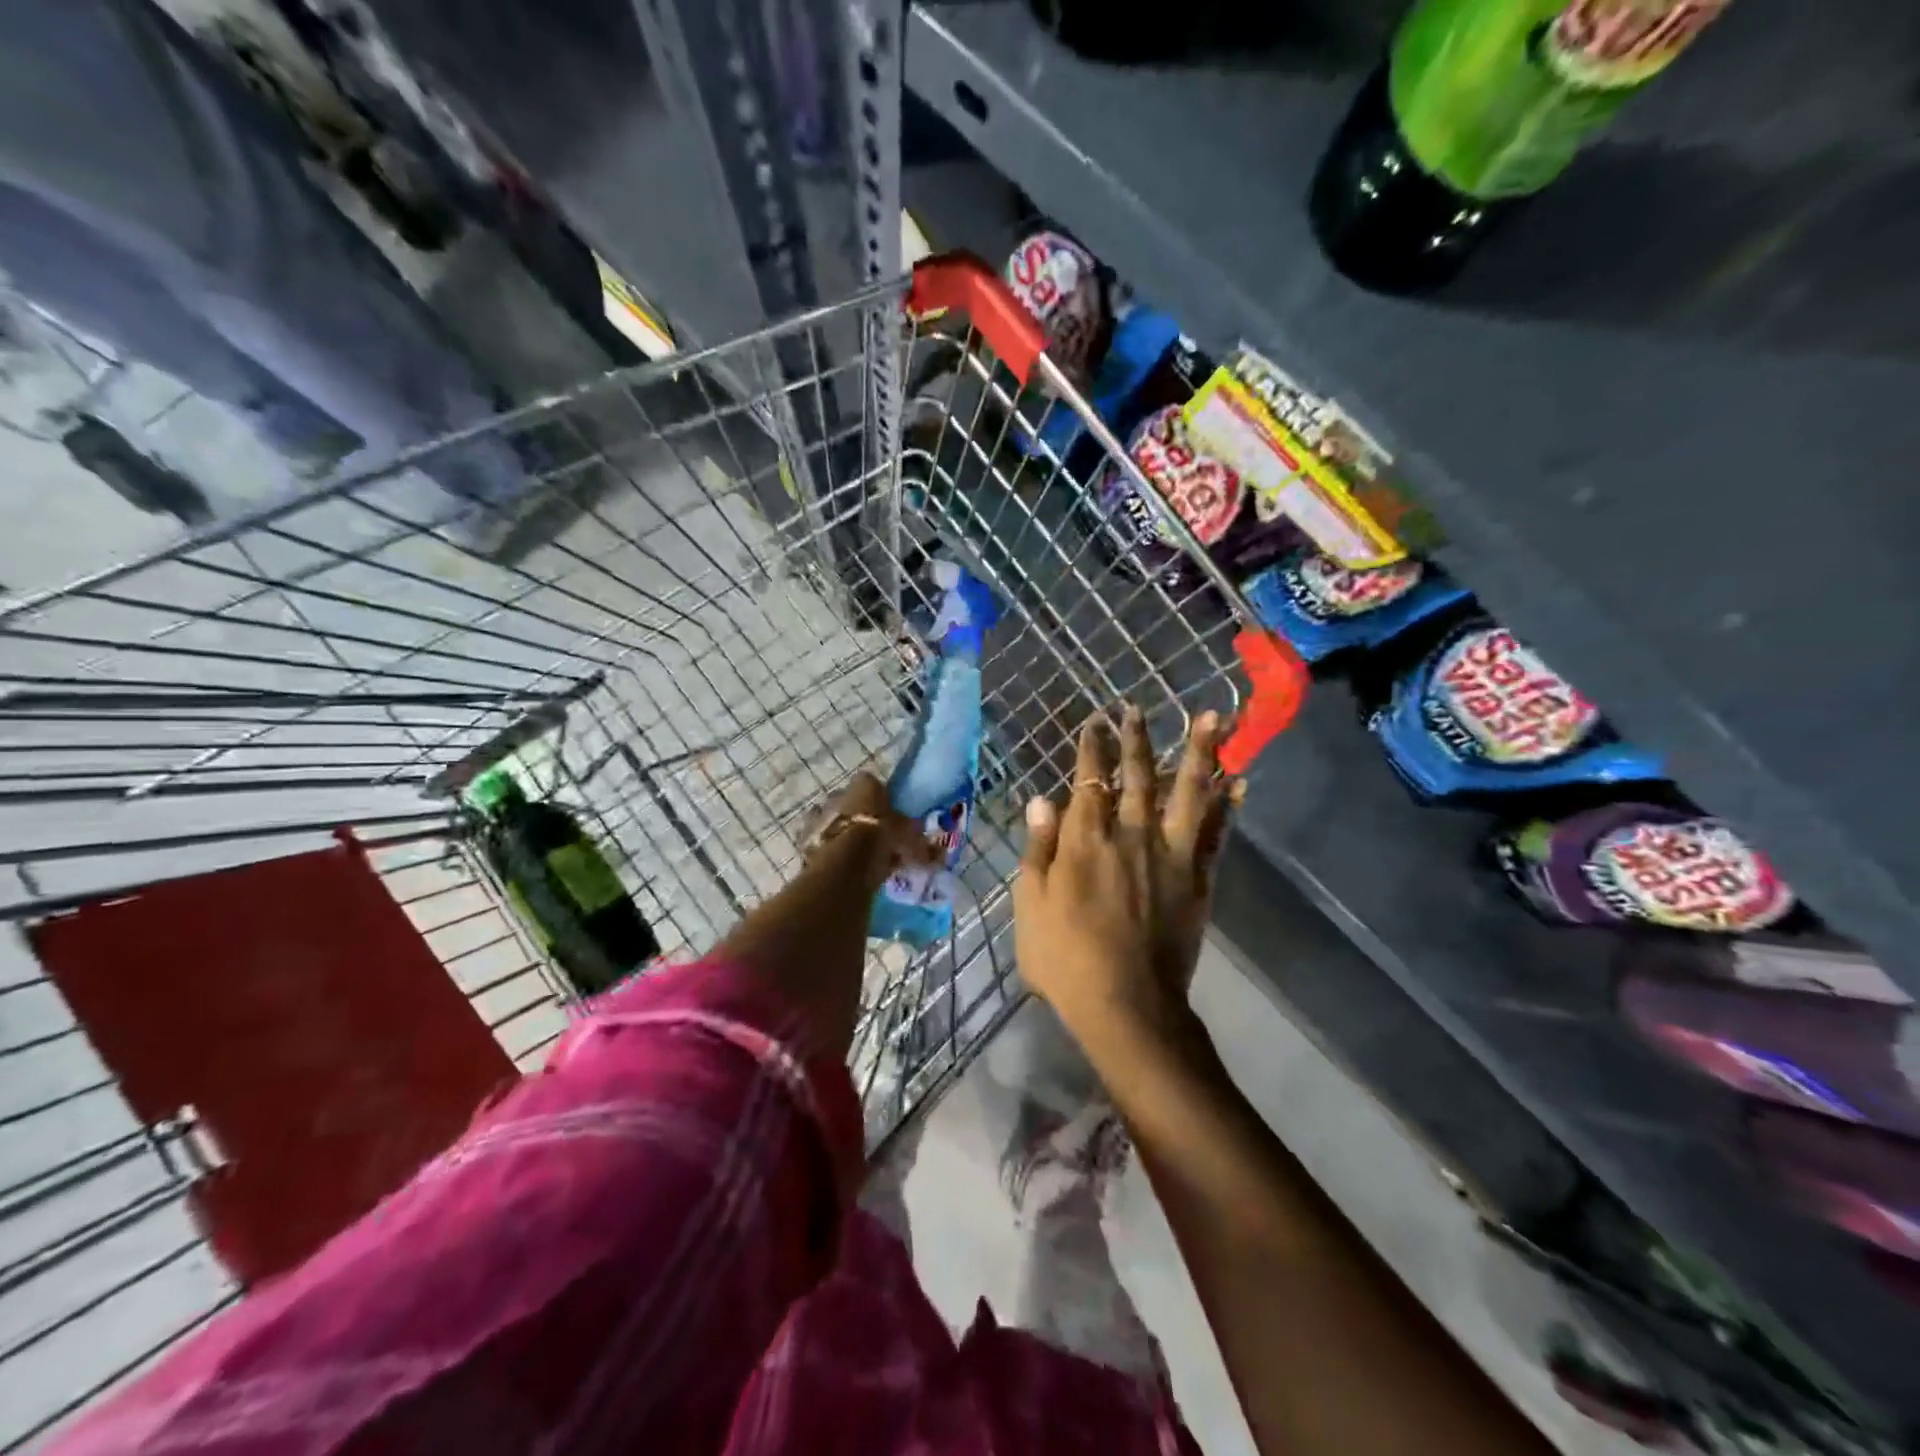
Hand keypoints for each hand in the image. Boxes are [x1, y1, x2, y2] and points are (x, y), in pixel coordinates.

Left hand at [804, 770, 940, 885]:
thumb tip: (939, 855)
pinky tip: (840, 866)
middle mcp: (839, 794)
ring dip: (841, 833)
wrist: (843, 864)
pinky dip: (828, 851)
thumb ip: (921, 845)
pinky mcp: (805, 839)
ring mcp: (819, 816)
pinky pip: (820, 842)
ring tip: (855, 855)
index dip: (879, 798)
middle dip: (858, 816)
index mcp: (864, 785)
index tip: (888, 814)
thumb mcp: (909, 841)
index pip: (871, 783)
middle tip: (872, 836)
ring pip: (832, 821)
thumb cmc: (880, 839)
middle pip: (849, 801)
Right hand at [1012, 706, 1239, 1034]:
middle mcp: (1131, 834)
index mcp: (1085, 840)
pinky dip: (1228, 805)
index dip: (1091, 749)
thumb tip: (1042, 800)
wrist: (1127, 1005)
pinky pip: (1217, 833)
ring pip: (1188, 792)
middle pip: (1137, 775)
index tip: (1094, 723)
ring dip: (1198, 752)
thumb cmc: (1065, 959)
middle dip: (1135, 738)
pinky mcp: (1199, 878)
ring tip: (1211, 718)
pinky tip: (1239, 782)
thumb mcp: (1030, 905)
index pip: (1088, 780)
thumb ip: (1038, 849)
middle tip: (1136, 709)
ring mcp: (1171, 854)